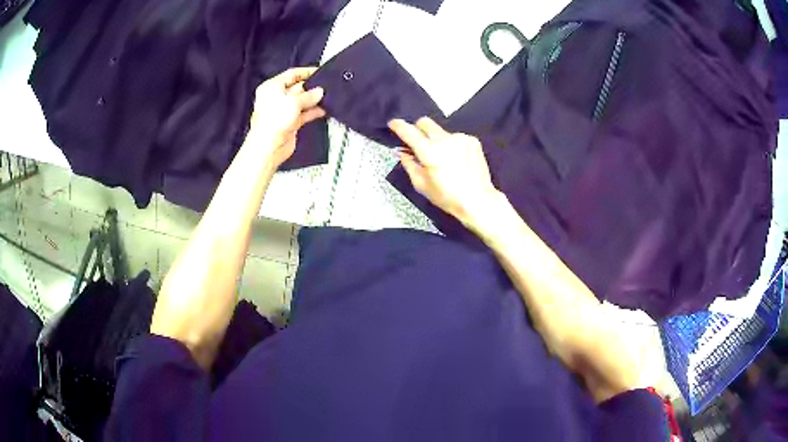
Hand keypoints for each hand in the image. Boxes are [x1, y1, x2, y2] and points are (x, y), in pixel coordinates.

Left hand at [246, 67, 325, 168]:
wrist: (269, 147)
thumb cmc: (274, 120)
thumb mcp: (294, 101)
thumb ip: (309, 95)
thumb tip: (319, 91)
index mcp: (272, 87)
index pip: (291, 74)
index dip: (306, 72)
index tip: (320, 71)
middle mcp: (276, 97)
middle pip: (297, 87)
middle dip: (311, 87)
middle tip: (326, 86)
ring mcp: (283, 110)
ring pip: (301, 101)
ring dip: (314, 100)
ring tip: (328, 98)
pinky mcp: (289, 122)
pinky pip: (304, 114)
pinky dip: (313, 112)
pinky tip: (324, 110)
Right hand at [388, 117, 499, 225]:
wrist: (477, 200)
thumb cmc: (449, 197)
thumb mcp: (421, 184)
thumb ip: (409, 165)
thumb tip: (404, 153)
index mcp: (429, 152)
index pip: (409, 131)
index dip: (398, 126)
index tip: (394, 124)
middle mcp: (445, 140)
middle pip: (425, 122)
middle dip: (418, 129)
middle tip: (418, 143)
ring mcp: (460, 138)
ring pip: (441, 131)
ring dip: (437, 140)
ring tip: (443, 159)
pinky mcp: (472, 141)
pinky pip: (456, 137)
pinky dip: (452, 145)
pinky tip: (457, 160)